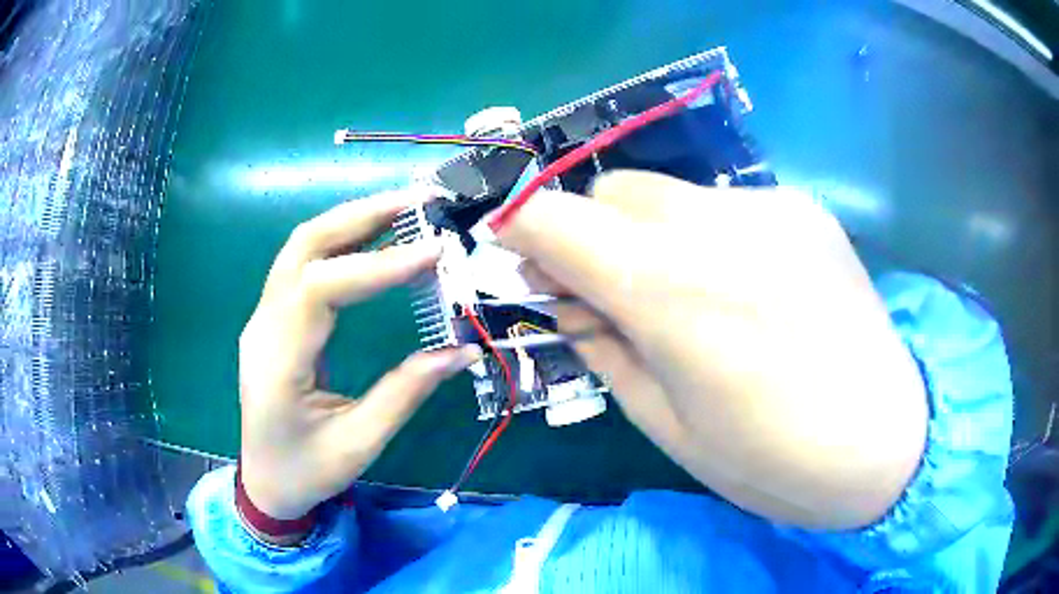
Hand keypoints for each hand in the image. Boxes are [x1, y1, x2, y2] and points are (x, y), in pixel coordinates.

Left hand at [238, 189, 480, 538]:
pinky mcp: (274, 320)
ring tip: (402, 210)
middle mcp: (263, 326)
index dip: (375, 265)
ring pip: (301, 248)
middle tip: (416, 203)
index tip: (431, 253)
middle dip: (360, 217)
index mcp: (276, 362)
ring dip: (350, 221)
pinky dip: (341, 243)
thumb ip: (406, 392)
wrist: (265, 483)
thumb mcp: (359, 443)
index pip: (319, 289)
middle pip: (303, 247)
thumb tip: (462, 349)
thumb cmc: (306, 472)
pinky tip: (374, 239)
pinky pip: (304, 266)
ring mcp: (264, 319)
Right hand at [496, 171, 927, 529]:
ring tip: (686, 292)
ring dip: (648, 232)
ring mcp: (769, 207)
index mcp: (670, 290)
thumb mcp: (665, 425)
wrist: (887, 441)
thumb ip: (602, 346)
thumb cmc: (771, 461)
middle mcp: (716, 225)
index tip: (511, 246)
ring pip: (668, 193)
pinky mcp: (805, 207)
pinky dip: (707, 234)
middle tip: (603, 287)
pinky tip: (745, 284)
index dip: (519, 225)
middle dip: (588, 230)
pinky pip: (726, 205)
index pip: (555, 218)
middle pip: (612, 189)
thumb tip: (563, 298)